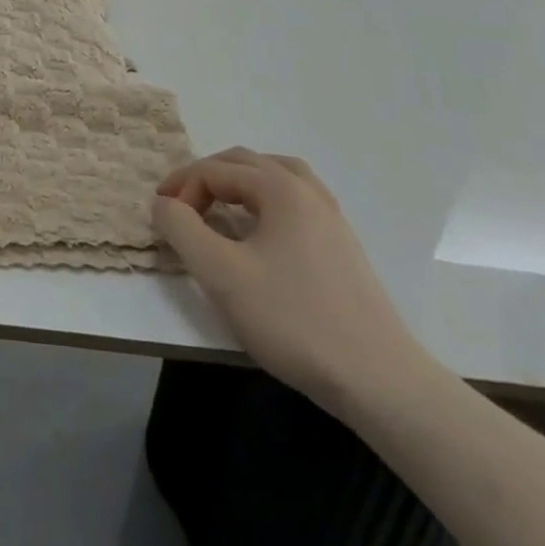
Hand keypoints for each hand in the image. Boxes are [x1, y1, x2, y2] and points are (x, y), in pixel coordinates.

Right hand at [152, 147, 425, 412]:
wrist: (381, 383)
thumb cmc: (294, 320)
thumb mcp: (220, 273)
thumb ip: (181, 228)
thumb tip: (163, 203)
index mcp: (280, 188)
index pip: (214, 170)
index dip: (181, 189)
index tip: (164, 221)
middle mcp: (308, 191)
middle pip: (245, 162)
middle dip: (205, 178)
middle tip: (180, 207)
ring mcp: (332, 219)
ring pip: (276, 176)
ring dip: (239, 183)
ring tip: (219, 206)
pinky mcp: (343, 248)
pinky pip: (296, 201)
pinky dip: (266, 201)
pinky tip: (260, 233)